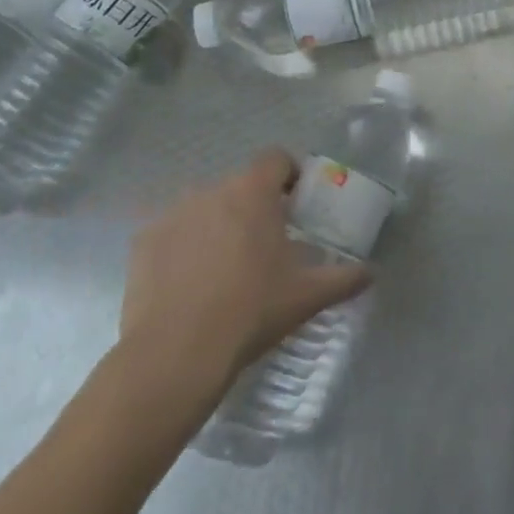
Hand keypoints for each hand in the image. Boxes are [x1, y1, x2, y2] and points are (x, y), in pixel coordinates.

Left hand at [112, 150, 369, 434]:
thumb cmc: (250, 312)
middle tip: (264, 244)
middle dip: (253, 206)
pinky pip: (171, 233)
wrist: (175, 355)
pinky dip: (182, 247)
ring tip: (223, 267)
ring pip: (204, 207)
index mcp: (253, 191)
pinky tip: (188, 283)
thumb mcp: (306, 296)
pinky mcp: (142, 241)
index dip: (289, 175)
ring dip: (217, 224)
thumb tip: (371, 273)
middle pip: (240, 185)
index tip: (296, 203)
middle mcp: (211, 189)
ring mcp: (172, 213)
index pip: (276, 158)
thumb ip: (344, 278)